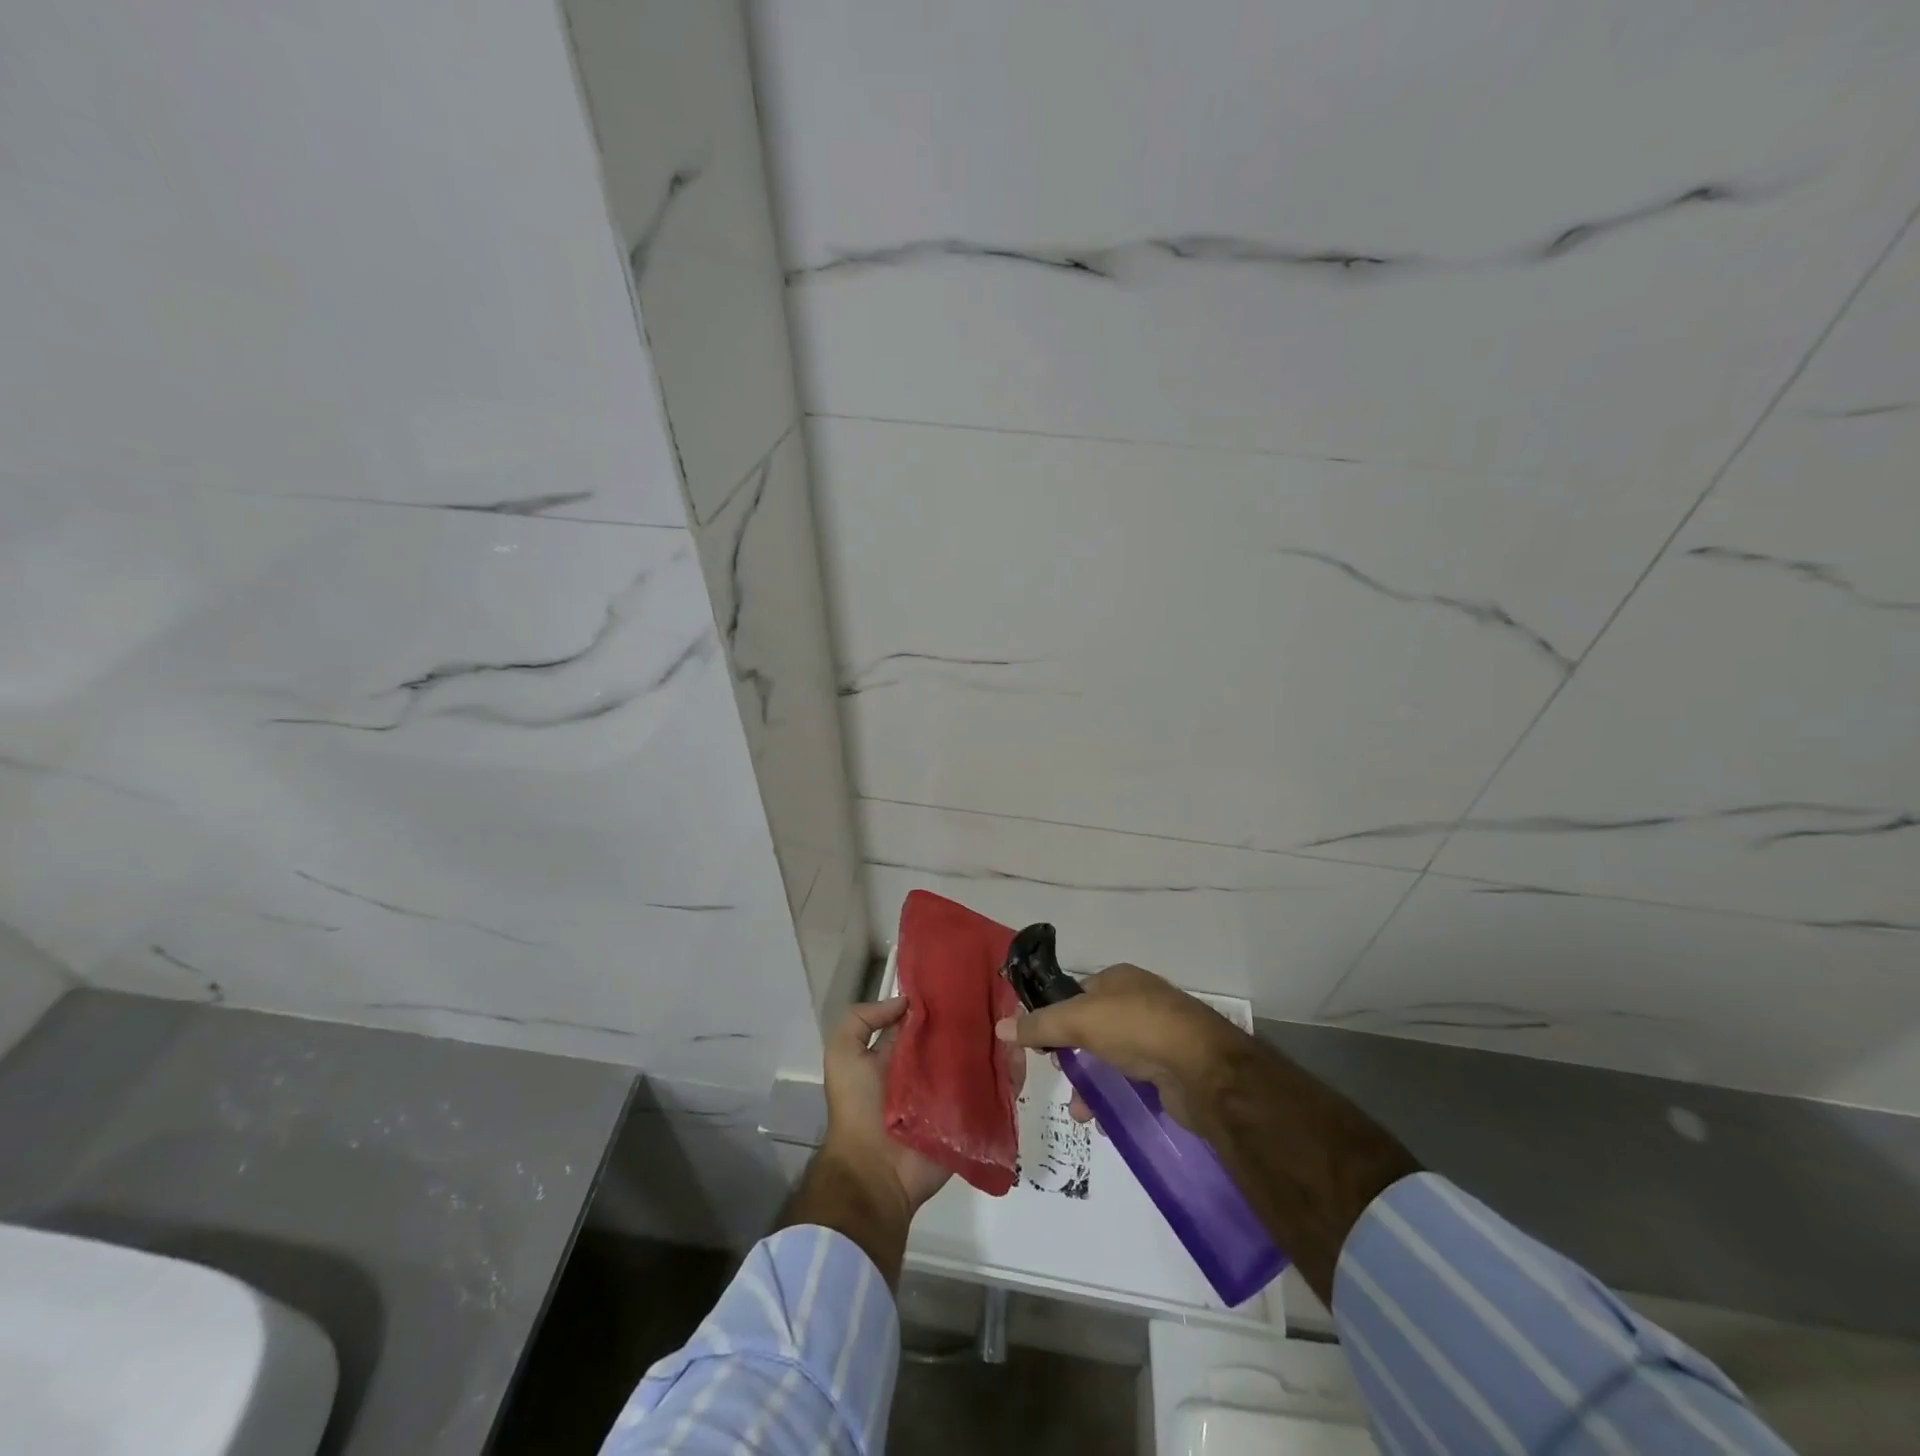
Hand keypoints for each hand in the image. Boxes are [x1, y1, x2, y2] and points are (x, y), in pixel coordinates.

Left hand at [822, 996, 1002, 1214]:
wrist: (874, 1172)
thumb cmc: (858, 1107)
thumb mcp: (843, 1054)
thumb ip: (863, 1019)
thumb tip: (907, 1001)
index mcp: (904, 1052)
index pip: (931, 1018)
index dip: (947, 999)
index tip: (971, 977)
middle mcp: (931, 1069)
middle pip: (962, 1037)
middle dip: (982, 1018)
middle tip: (1007, 995)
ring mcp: (955, 1093)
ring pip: (985, 1061)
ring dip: (1001, 1043)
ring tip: (1020, 1022)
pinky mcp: (973, 1118)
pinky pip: (998, 1094)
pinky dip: (1012, 1076)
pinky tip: (1022, 1055)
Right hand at [995, 964, 1247, 1128]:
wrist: (1204, 1070)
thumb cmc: (1137, 1028)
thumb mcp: (1079, 1020)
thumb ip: (1040, 1025)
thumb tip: (999, 1027)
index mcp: (1119, 978)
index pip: (1076, 993)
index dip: (1055, 1016)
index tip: (1037, 1044)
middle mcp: (1139, 1001)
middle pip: (1092, 1027)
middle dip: (1071, 1054)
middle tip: (1059, 1076)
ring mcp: (1158, 1035)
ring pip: (1110, 1057)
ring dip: (1090, 1082)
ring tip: (1079, 1111)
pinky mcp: (1170, 1069)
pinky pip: (1132, 1080)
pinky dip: (1114, 1096)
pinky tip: (1102, 1119)